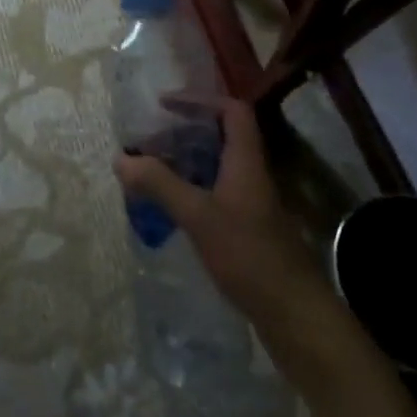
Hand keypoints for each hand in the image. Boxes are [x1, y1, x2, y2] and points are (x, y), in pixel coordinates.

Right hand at [114, 98, 339, 361]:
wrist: (295, 315)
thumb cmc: (249, 256)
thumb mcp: (198, 216)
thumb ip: (160, 185)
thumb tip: (121, 158)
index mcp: (245, 162)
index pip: (231, 111)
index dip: (199, 100)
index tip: (164, 105)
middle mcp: (251, 175)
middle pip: (221, 137)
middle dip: (183, 132)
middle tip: (149, 140)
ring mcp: (251, 203)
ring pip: (216, 167)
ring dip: (185, 162)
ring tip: (150, 170)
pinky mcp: (248, 229)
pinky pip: (215, 193)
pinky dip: (191, 190)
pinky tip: (169, 208)